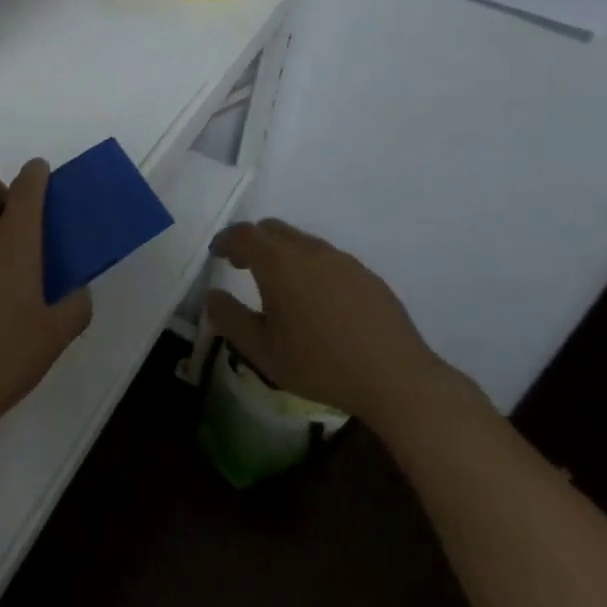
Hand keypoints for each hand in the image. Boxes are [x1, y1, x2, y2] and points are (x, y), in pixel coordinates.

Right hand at [207, 219, 456, 435]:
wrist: (395, 377)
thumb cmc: (320, 364)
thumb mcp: (263, 351)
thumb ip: (230, 320)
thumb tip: (212, 296)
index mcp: (279, 263)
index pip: (244, 234)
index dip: (226, 240)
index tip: (217, 254)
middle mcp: (309, 250)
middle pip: (272, 229)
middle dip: (252, 242)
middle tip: (242, 266)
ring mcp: (342, 259)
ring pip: (301, 241)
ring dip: (282, 253)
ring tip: (279, 286)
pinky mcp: (365, 273)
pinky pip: (327, 257)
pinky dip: (309, 265)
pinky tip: (316, 300)